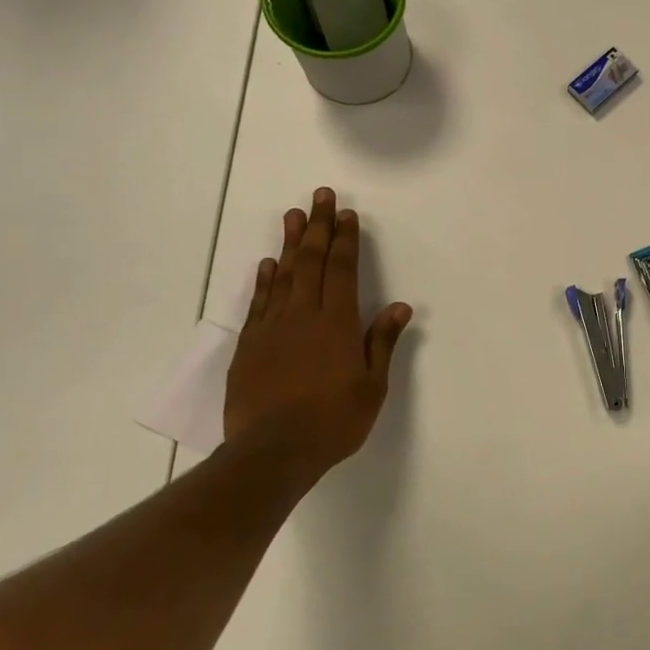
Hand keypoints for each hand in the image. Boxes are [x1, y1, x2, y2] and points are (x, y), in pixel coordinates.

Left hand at [223, 187, 411, 484]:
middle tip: (319, 196)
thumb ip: (381, 342)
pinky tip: (268, 264)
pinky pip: (259, 303)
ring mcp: (272, 328)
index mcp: (336, 323)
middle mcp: (303, 316)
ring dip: (290, 244)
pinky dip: (264, 280)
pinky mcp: (249, 346)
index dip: (345, 239)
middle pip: (310, 262)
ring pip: (282, 275)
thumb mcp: (372, 386)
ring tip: (293, 216)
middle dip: (317, 227)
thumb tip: (399, 306)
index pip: (341, 270)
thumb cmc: (333, 421)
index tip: (346, 213)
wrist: (272, 452)